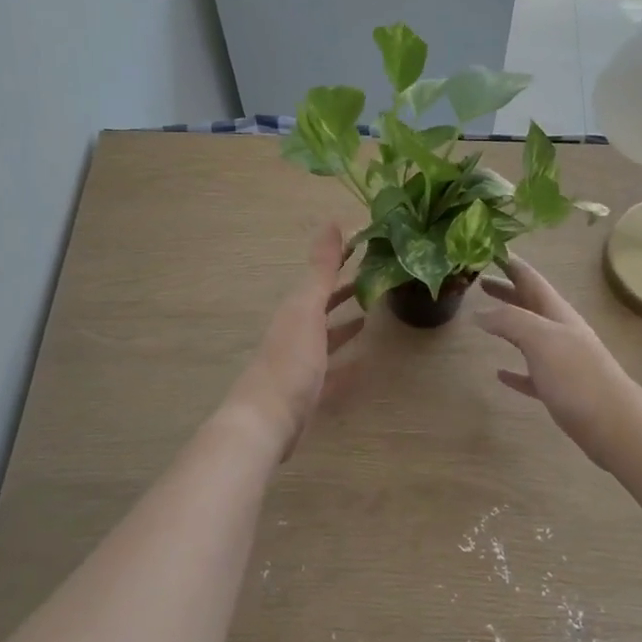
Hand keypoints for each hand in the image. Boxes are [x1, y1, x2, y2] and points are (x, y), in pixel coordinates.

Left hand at [229, 224, 364, 459]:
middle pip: (322, 305)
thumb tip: (333, 221)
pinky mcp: (309, 392)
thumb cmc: (290, 361)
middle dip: (343, 291)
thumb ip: (320, 269)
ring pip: (326, 337)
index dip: (340, 260)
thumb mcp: (306, 309)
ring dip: (344, 324)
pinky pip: (332, 371)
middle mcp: (295, 332)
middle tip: (375, 278)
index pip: (320, 277)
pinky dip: (347, 362)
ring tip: (372, 314)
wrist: (267, 421)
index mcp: (294, 310)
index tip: (366, 245)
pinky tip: (364, 361)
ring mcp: (301, 363)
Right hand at [476, 254, 641, 466]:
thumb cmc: (577, 377)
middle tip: (479, 280)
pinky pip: (531, 373)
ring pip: (528, 335)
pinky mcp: (559, 390)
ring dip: (507, 324)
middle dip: (507, 290)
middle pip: (529, 304)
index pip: (531, 279)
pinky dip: (515, 369)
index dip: (511, 263)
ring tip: (482, 319)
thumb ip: (510, 320)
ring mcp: (561, 361)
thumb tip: (480, 311)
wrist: (614, 425)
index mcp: (557, 314)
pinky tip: (499, 373)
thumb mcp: (541, 339)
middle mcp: (560, 331)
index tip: (488, 248)